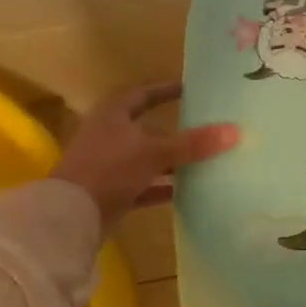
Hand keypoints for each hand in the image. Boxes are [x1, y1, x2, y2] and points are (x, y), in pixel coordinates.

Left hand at [52, 82, 238, 230]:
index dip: (166, 90)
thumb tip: (235, 131)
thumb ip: (194, 143)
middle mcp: (109, 136)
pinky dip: (162, 188)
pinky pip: (143, 186)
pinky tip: (187, 192)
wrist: (70, 216)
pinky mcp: (111, 193)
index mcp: (113, 115)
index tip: (191, 89)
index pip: (143, 94)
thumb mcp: (154, 152)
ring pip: (147, 159)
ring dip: (171, 162)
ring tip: (204, 162)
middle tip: (206, 129)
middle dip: (175, 131)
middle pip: (147, 129)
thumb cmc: (109, 169)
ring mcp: (108, 166)